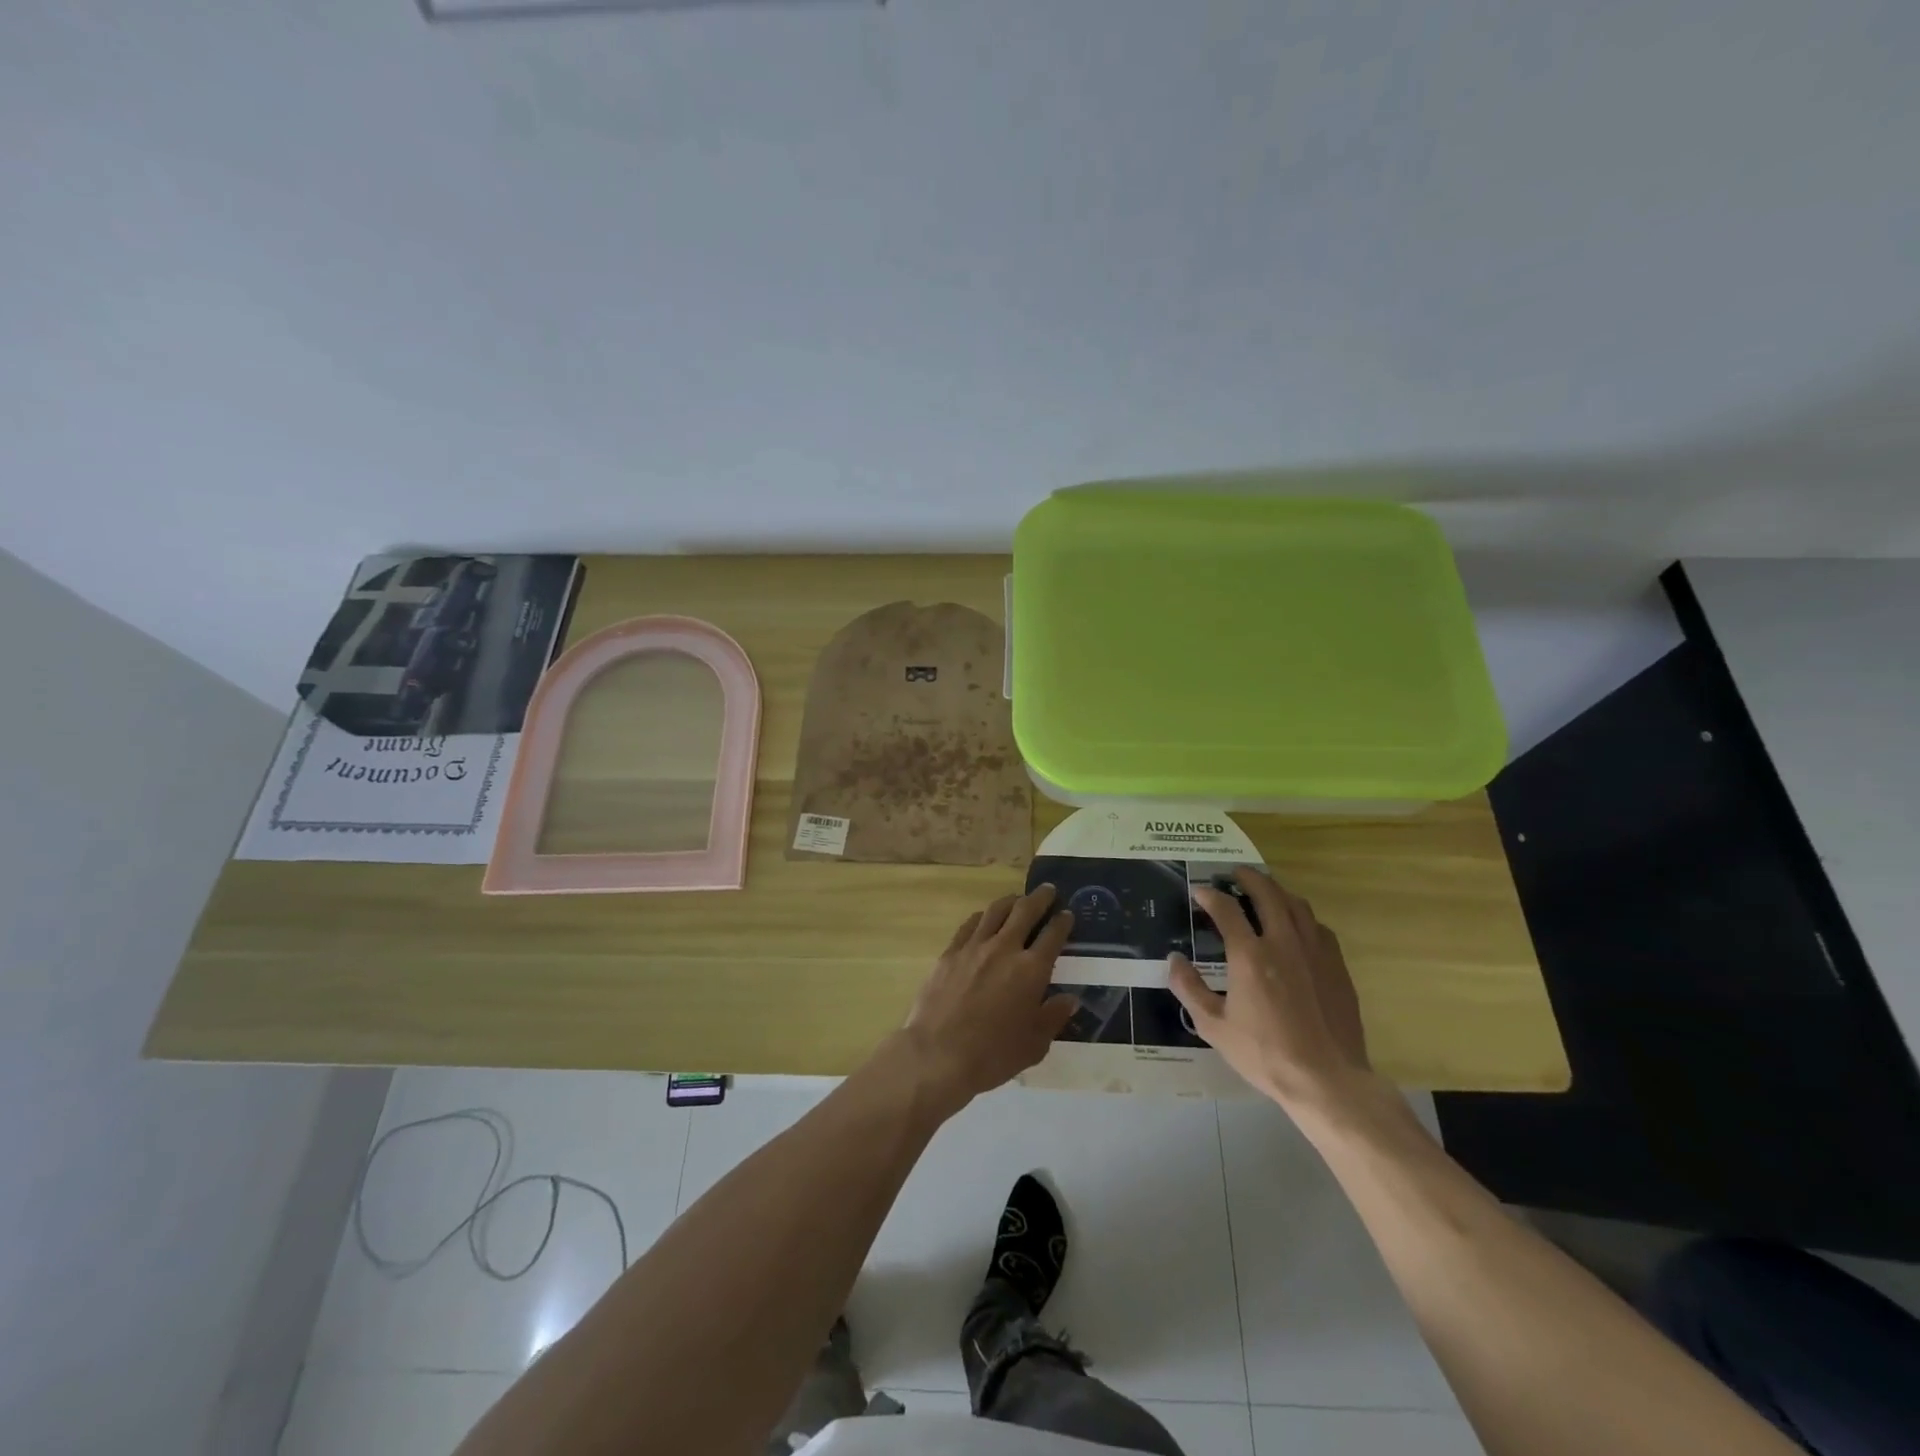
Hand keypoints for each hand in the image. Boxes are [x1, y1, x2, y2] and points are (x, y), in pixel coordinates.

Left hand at [902, 885, 1077, 1109]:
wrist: (938, 1054)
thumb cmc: (992, 1055)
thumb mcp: (1034, 1045)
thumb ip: (1053, 1017)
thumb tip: (1068, 999)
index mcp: (1031, 970)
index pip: (1053, 936)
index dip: (1062, 922)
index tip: (1067, 914)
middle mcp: (1005, 948)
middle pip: (1025, 911)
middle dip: (1040, 898)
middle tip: (1048, 890)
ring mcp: (974, 947)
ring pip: (996, 911)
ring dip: (1011, 901)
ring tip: (1017, 899)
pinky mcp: (950, 952)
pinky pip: (970, 924)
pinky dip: (983, 916)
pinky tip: (985, 918)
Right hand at [1169, 867, 1375, 1113]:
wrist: (1327, 1079)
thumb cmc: (1264, 1054)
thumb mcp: (1213, 1026)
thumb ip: (1189, 988)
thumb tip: (1174, 960)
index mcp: (1250, 955)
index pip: (1226, 909)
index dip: (1209, 894)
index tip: (1199, 891)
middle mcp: (1283, 942)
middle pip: (1267, 893)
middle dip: (1248, 878)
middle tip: (1235, 873)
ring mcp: (1315, 952)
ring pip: (1297, 905)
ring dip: (1277, 891)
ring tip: (1265, 891)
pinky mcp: (1337, 966)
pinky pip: (1318, 927)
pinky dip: (1302, 917)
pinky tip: (1297, 926)